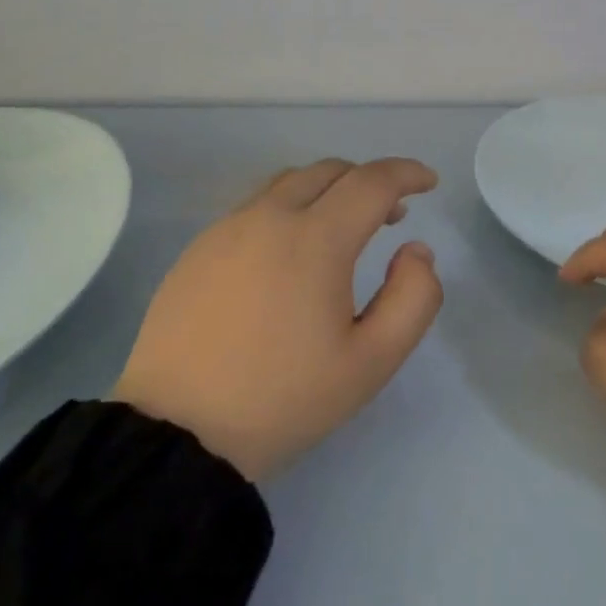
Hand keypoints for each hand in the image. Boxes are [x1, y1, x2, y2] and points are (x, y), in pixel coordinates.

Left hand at [113, 158, 443, 480]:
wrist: (176, 434)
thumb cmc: (283, 398)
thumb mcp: (371, 362)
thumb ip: (413, 298)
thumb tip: (415, 250)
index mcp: (315, 239)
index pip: (372, 181)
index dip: (407, 173)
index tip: (429, 182)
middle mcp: (269, 217)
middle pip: (330, 171)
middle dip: (369, 181)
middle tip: (391, 214)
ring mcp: (227, 229)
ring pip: (288, 183)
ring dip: (327, 190)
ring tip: (340, 229)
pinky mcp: (198, 248)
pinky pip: (255, 207)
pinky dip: (288, 209)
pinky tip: (288, 253)